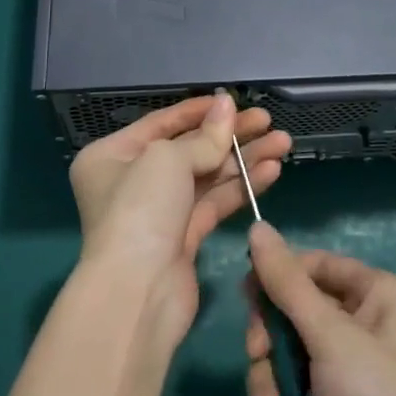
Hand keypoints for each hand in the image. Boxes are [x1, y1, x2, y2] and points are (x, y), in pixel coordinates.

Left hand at [70, 94, 290, 345]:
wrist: (136, 293)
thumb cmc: (140, 209)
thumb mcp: (169, 159)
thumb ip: (205, 136)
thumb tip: (227, 104)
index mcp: (112, 155)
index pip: (162, 123)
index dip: (200, 111)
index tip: (235, 102)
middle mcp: (132, 181)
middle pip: (189, 149)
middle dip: (230, 136)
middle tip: (268, 121)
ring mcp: (159, 212)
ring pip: (207, 177)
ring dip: (243, 160)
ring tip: (282, 142)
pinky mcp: (183, 239)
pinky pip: (215, 203)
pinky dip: (241, 187)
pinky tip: (271, 171)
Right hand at [245, 224, 395, 395]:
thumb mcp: (330, 334)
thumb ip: (287, 283)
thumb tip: (257, 227)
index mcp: (378, 295)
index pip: (316, 266)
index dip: (279, 276)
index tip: (247, 294)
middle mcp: (367, 328)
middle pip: (297, 315)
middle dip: (271, 342)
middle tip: (257, 355)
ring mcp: (353, 376)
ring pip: (291, 361)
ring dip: (274, 385)